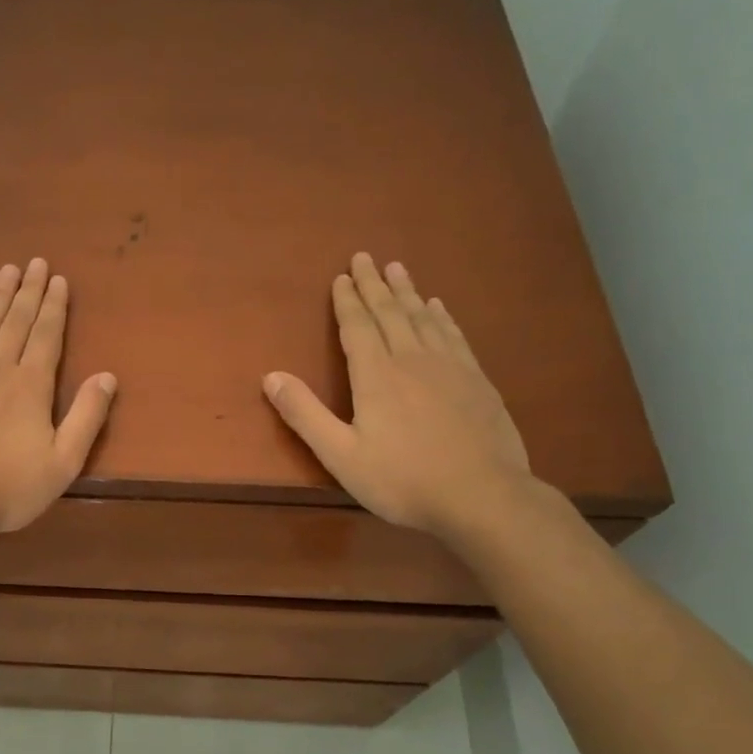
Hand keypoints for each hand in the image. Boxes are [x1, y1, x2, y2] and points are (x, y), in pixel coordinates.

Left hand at [0, 258, 116, 547]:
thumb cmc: (7, 488)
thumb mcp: (63, 463)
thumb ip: (87, 417)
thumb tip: (108, 376)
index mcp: (31, 385)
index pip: (47, 335)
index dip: (55, 306)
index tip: (59, 279)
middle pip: (16, 321)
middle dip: (29, 291)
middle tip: (36, 262)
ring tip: (8, 270)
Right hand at [263, 252, 531, 541]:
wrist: (483, 496)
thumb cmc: (403, 480)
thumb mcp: (341, 455)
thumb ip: (305, 415)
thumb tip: (270, 376)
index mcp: (376, 376)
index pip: (358, 327)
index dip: (347, 301)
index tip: (341, 276)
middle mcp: (412, 360)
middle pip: (390, 313)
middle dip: (374, 285)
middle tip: (365, 257)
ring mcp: (449, 367)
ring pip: (422, 318)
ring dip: (407, 292)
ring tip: (397, 268)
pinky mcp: (477, 380)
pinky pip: (454, 335)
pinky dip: (441, 316)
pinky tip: (438, 307)